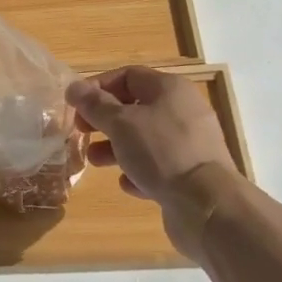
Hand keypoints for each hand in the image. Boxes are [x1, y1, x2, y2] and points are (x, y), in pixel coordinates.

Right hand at [68, 67, 239, 259]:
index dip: (98, 87)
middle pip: (135, 107)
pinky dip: (140, 171)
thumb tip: (73, 87)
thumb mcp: (120, 124)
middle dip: (104, 120)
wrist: (207, 206)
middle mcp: (183, 110)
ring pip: (146, 138)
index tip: (76, 105)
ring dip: (117, 147)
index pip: (127, 75)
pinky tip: (127, 184)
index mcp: (169, 89)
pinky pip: (160, 165)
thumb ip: (95, 105)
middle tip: (81, 132)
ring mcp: (191, 143)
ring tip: (94, 161)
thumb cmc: (161, 152)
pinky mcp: (192, 173)